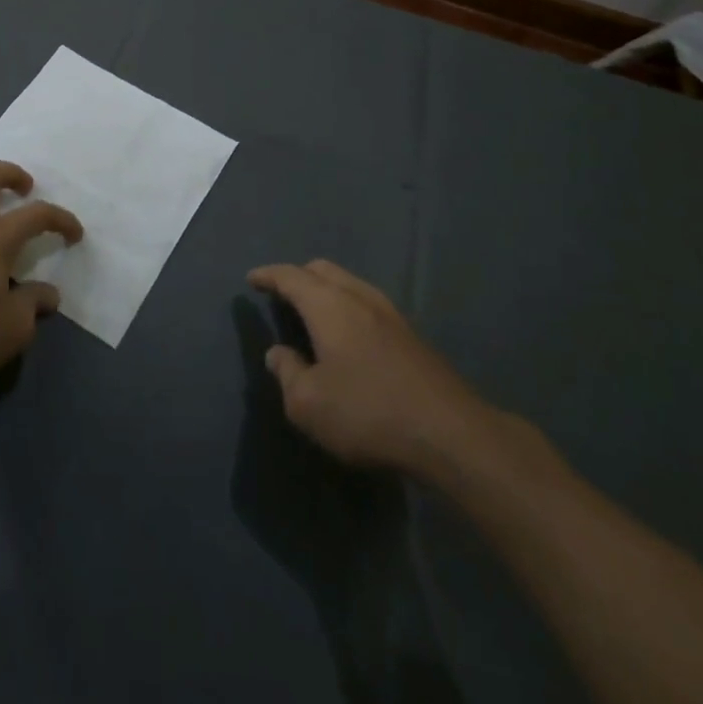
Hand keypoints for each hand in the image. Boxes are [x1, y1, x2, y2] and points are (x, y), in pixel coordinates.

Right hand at [248, 259, 497, 476]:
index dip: (268, 275)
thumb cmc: (368, 413)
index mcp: (328, 306)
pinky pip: (367, 303)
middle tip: (281, 294)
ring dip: (326, 290)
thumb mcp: (308, 404)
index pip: (290, 276)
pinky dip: (347, 306)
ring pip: (349, 284)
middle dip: (298, 276)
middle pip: (322, 270)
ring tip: (312, 313)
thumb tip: (277, 353)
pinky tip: (348, 335)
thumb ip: (287, 373)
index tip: (252, 278)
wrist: (450, 433)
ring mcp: (390, 313)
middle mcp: (358, 297)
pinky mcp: (411, 334)